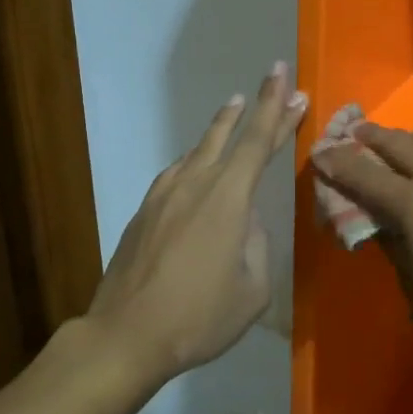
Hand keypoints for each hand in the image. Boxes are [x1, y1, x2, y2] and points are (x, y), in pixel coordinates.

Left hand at [86, 63, 306, 384]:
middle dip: (254, 105)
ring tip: (234, 110)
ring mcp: (164, 194)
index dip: (275, 107)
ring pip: (199, 149)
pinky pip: (178, 172)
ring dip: (221, 129)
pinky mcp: (144, 210)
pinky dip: (197, 159)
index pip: (258, 140)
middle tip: (273, 78)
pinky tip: (198, 165)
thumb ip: (256, 245)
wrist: (126, 335)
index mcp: (228, 198)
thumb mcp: (253, 290)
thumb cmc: (199, 317)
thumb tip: (245, 221)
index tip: (286, 78)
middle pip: (229, 134)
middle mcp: (195, 183)